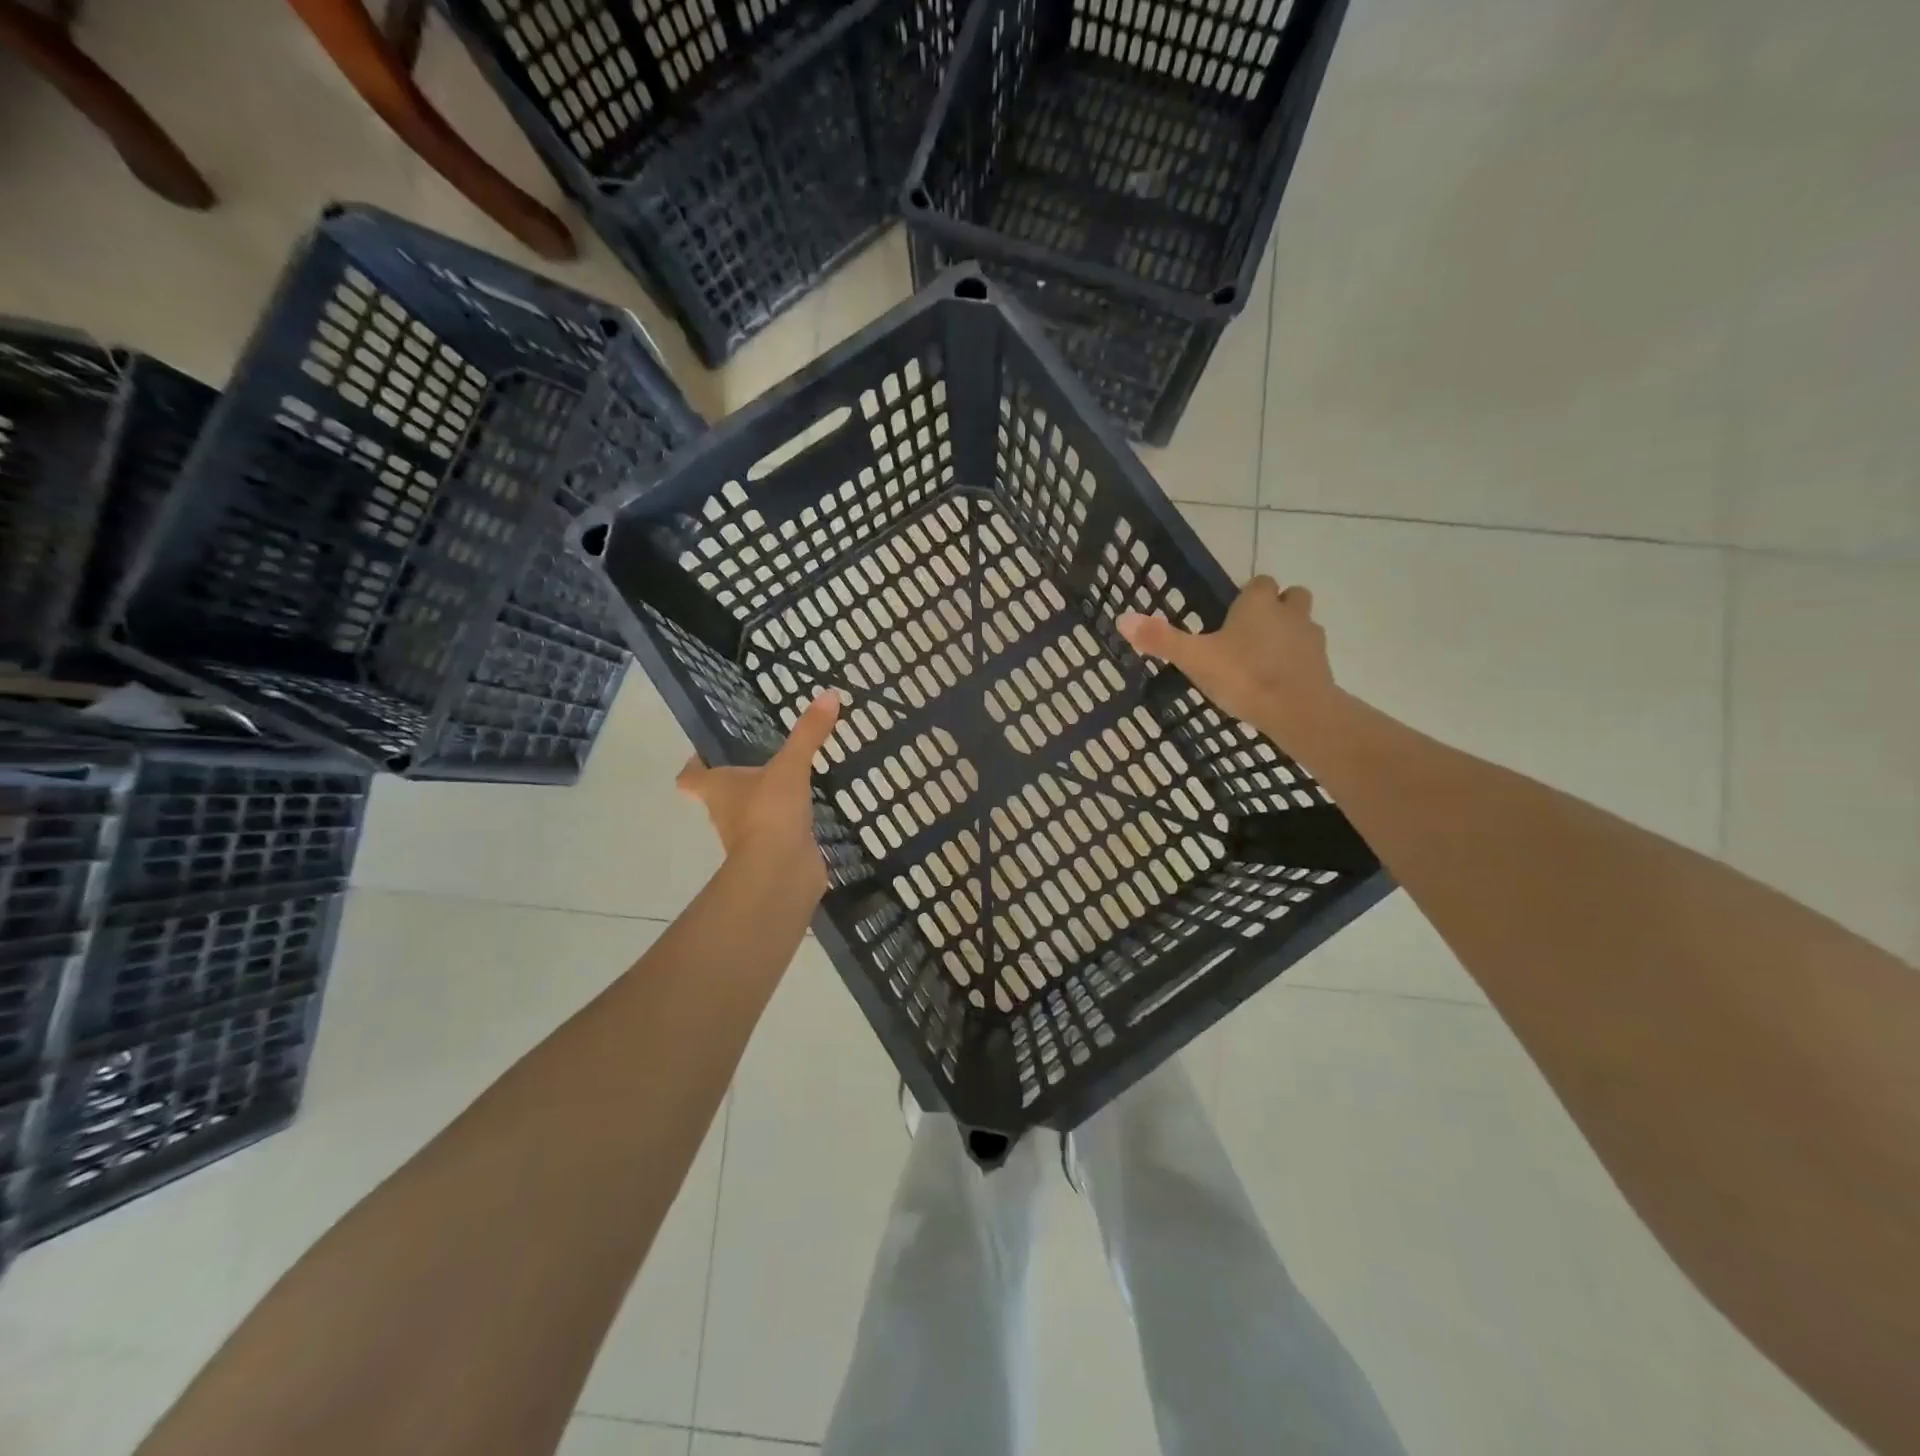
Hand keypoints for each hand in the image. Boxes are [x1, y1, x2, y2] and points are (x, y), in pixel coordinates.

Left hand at [677, 691, 841, 893]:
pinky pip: (781, 831)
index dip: (696, 764)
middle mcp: (726, 813)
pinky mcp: (775, 851)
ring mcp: (750, 836)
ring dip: (767, 800)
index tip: (708, 752)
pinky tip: (813, 808)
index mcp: (717, 789)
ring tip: (794, 778)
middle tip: (765, 756)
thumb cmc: (769, 813)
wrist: (781, 871)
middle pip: (722, 793)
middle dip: (740, 779)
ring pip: (752, 813)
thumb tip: (829, 694)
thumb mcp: (791, 766)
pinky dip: (791, 822)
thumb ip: (808, 733)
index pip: (691, 776)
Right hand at [1118, 577, 1335, 746]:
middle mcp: (1289, 613)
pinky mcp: (1323, 665)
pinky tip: (1278, 681)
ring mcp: (1311, 638)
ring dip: (1288, 634)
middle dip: (1276, 608)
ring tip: (1263, 659)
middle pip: (1290, 597)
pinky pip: (1309, 655)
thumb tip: (1122, 618)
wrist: (1299, 710)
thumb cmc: (1244, 677)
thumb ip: (1161, 639)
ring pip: (1303, 624)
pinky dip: (1297, 662)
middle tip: (1252, 632)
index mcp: (1258, 604)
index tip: (1232, 614)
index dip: (1247, 595)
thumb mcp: (1194, 659)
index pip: (1258, 582)